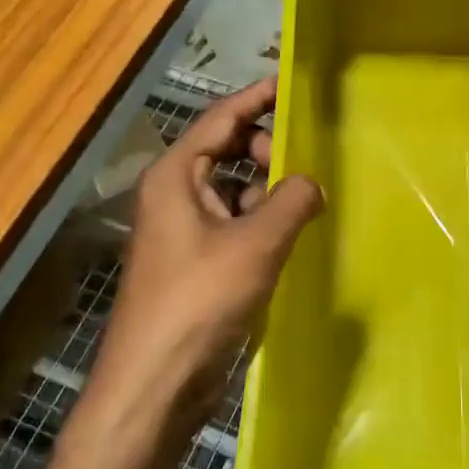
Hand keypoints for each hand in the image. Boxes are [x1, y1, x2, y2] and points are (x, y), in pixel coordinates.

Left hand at [96, 78, 321, 432]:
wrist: (155, 384)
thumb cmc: (199, 301)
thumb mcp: (256, 244)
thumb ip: (292, 201)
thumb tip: (313, 182)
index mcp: (176, 175)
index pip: (220, 118)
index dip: (257, 97)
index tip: (293, 83)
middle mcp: (176, 194)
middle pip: (228, 150)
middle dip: (268, 149)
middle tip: (309, 159)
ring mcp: (184, 230)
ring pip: (234, 189)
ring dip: (268, 189)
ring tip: (309, 198)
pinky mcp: (197, 263)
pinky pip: (235, 223)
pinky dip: (263, 221)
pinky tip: (292, 235)